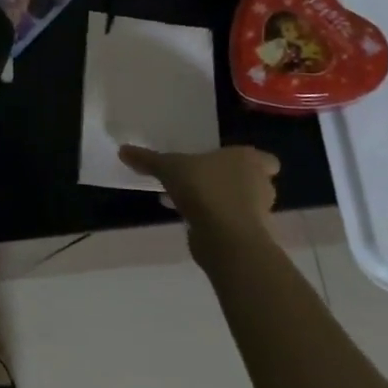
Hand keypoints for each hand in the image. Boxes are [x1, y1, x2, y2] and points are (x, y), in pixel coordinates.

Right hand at [119, 145, 278, 269]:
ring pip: (242, 204)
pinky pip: (232, 225)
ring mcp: (259, 213)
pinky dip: (217, 223)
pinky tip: (193, 222)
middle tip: (204, 182)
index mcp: (249, 160)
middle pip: (252, 182)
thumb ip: (148, 160)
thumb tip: (122, 150)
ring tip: (192, 203)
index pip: (264, 160)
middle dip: (232, 183)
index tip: (227, 165)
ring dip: (222, 204)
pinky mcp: (249, 237)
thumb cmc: (204, 188)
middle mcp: (260, 184)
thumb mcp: (169, 168)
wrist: (225, 237)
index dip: (249, 162)